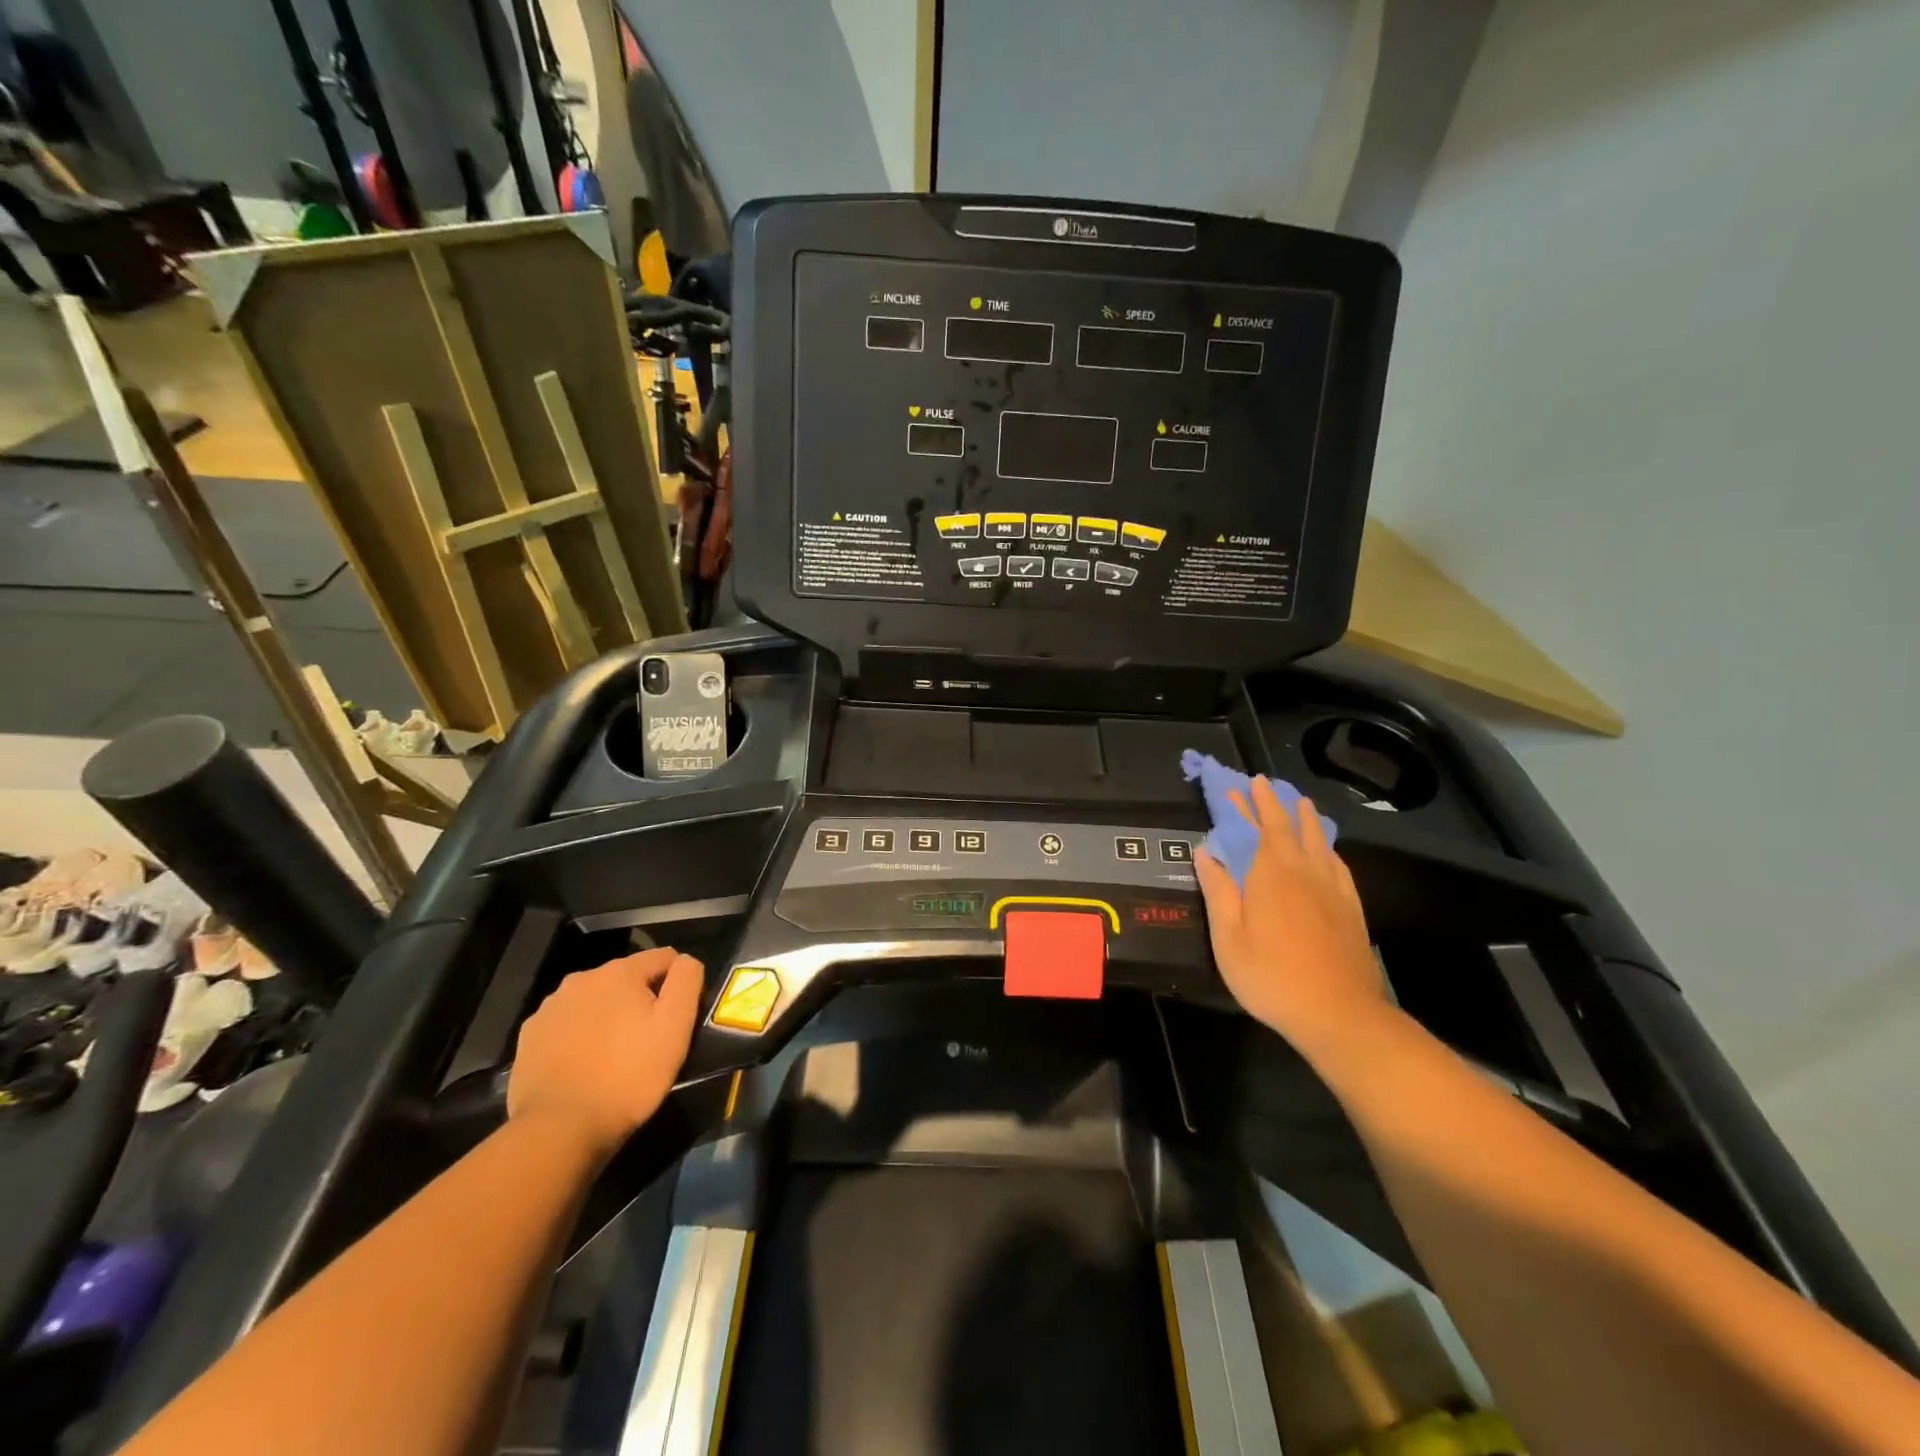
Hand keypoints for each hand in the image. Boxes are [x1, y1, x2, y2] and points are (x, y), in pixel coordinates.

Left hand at [507, 948, 704, 1157]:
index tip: (678, 1019)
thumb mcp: (675, 1026)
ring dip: (608, 1017)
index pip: (663, 958)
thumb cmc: (629, 1075)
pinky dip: (579, 1037)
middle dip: (640, 1001)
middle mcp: (580, 979)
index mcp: (619, 972)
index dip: (677, 984)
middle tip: (648, 1041)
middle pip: (626, 979)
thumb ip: (686, 980)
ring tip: (615, 1056)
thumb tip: (685, 961)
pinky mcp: (529, 1038)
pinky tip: (584, 1066)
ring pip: (594, 1002)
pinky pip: (566, 1026)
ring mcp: (549, 1009)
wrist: (559, 1129)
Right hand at [1193, 777, 1388, 1042]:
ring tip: (1300, 802)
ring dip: (1305, 819)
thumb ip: (1218, 891)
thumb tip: (1206, 851)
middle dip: (1274, 803)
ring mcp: (1332, 889)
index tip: (1238, 786)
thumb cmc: (1271, 976)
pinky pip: (1338, 865)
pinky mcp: (1350, 908)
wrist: (1338, 1014)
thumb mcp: (1228, 938)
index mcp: (1270, 875)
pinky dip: (1328, 848)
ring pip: (1319, 841)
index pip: (1258, 829)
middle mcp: (1304, 872)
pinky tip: (1327, 850)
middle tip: (1263, 783)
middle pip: (1288, 828)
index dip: (1247, 806)